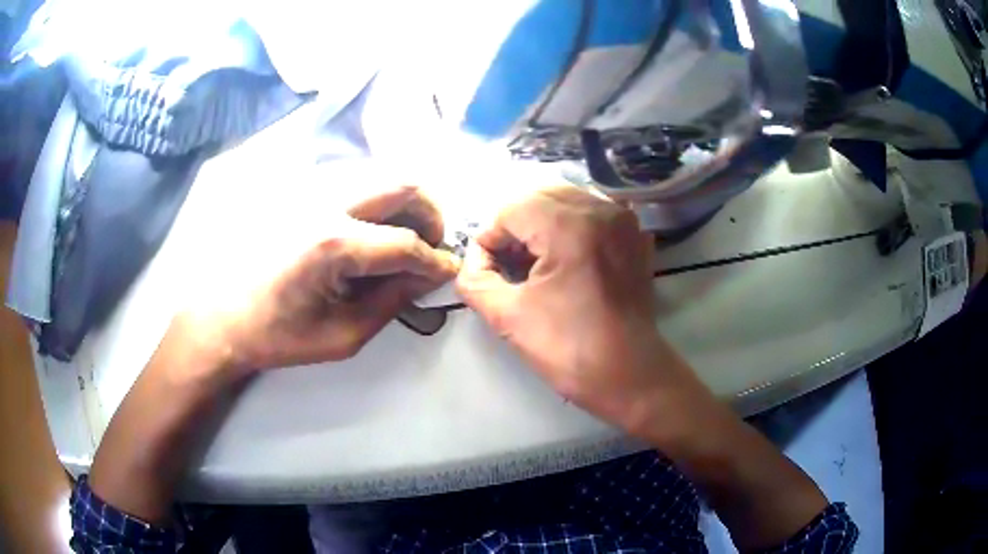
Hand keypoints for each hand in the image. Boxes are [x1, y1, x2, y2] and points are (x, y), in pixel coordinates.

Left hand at [187, 185, 459, 378]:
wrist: (225, 316)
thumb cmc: (279, 334)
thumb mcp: (344, 335)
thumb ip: (393, 302)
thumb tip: (429, 275)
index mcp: (334, 246)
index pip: (407, 243)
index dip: (437, 261)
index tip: (449, 273)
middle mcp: (328, 205)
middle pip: (403, 186)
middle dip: (431, 216)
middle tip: (431, 247)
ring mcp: (313, 192)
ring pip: (381, 178)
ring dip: (406, 205)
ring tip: (404, 240)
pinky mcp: (303, 193)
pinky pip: (357, 185)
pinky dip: (379, 203)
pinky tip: (370, 234)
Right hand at [456, 186, 696, 432]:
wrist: (629, 374)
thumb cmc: (569, 349)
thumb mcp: (507, 317)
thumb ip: (475, 280)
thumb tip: (474, 259)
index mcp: (571, 226)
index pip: (512, 209)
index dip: (490, 236)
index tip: (486, 268)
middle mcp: (601, 210)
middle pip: (540, 195)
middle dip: (515, 224)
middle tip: (507, 262)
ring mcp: (623, 220)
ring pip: (567, 199)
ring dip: (542, 221)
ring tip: (534, 260)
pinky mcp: (635, 235)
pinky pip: (593, 212)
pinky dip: (571, 224)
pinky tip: (566, 257)